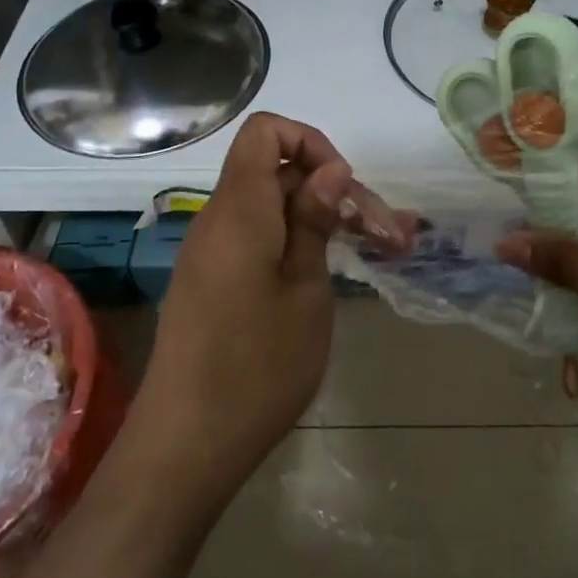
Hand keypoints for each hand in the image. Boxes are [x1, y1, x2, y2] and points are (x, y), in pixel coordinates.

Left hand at [128, 113, 350, 508]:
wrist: (185, 446)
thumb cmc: (257, 365)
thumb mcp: (305, 289)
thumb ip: (315, 221)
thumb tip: (329, 168)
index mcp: (240, 208)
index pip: (265, 131)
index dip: (310, 142)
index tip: (343, 187)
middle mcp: (219, 218)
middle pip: (277, 173)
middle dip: (335, 191)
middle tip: (391, 235)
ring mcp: (212, 251)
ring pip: (273, 209)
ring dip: (323, 221)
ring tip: (380, 252)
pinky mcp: (213, 281)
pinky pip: (257, 238)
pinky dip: (296, 244)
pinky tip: (331, 275)